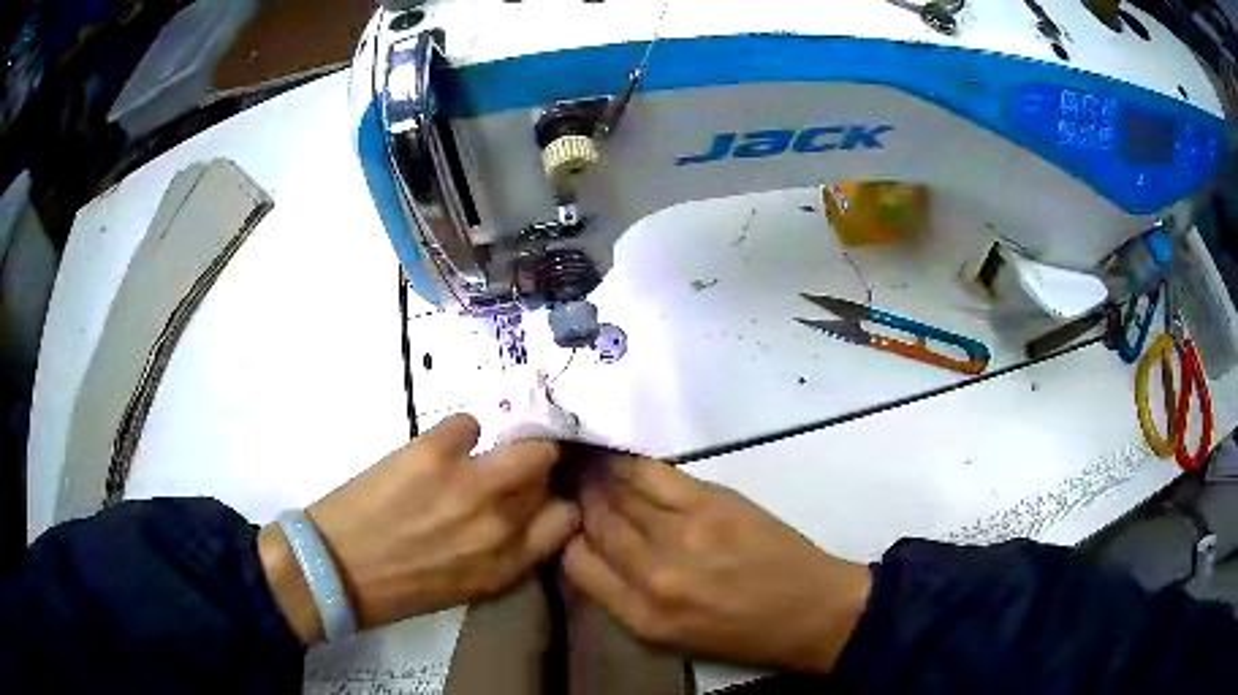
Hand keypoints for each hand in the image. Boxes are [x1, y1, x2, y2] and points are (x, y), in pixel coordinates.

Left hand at [259, 414, 577, 643]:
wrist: (336, 569)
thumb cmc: (401, 587)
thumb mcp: (469, 585)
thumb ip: (505, 552)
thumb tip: (522, 513)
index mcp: (508, 563)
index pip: (567, 517)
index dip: (555, 500)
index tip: (540, 494)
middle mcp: (499, 523)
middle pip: (548, 467)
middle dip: (534, 465)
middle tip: (507, 468)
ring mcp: (469, 483)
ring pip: (524, 441)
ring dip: (508, 443)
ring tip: (480, 452)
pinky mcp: (433, 452)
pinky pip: (468, 422)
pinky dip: (459, 433)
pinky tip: (440, 450)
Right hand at [563, 456, 870, 673]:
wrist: (810, 611)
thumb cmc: (742, 633)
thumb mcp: (670, 637)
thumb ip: (624, 599)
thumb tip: (592, 551)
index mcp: (641, 618)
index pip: (576, 565)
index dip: (569, 538)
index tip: (571, 523)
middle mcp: (653, 576)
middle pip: (596, 524)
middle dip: (581, 501)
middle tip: (575, 484)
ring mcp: (683, 536)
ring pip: (619, 494)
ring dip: (600, 478)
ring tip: (590, 466)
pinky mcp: (711, 504)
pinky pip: (653, 474)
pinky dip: (629, 464)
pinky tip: (620, 459)